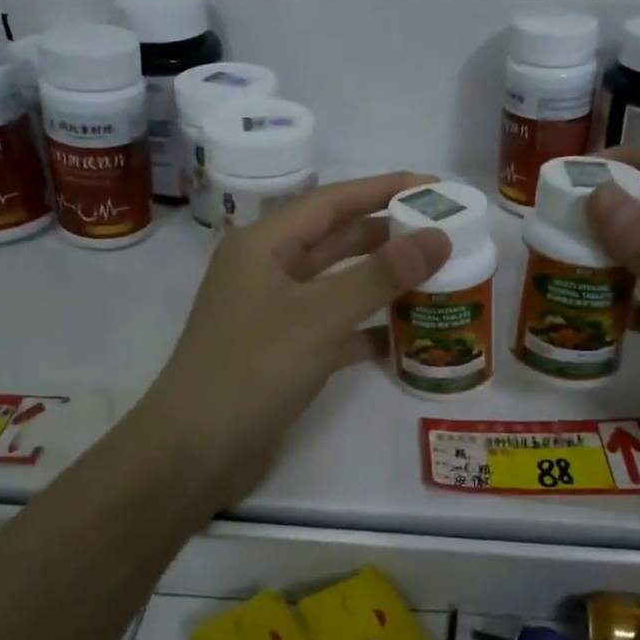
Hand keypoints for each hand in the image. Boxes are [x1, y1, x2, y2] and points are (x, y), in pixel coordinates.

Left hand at [126, 173, 451, 506]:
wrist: (195, 452)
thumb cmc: (251, 369)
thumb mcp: (318, 316)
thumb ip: (379, 275)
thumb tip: (438, 237)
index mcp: (263, 245)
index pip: (332, 201)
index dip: (384, 189)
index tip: (434, 187)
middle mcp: (268, 271)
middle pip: (337, 239)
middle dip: (388, 234)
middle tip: (444, 231)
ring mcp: (275, 313)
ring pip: (338, 284)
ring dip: (382, 281)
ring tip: (437, 275)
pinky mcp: (285, 353)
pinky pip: (335, 328)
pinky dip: (368, 328)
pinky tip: (406, 334)